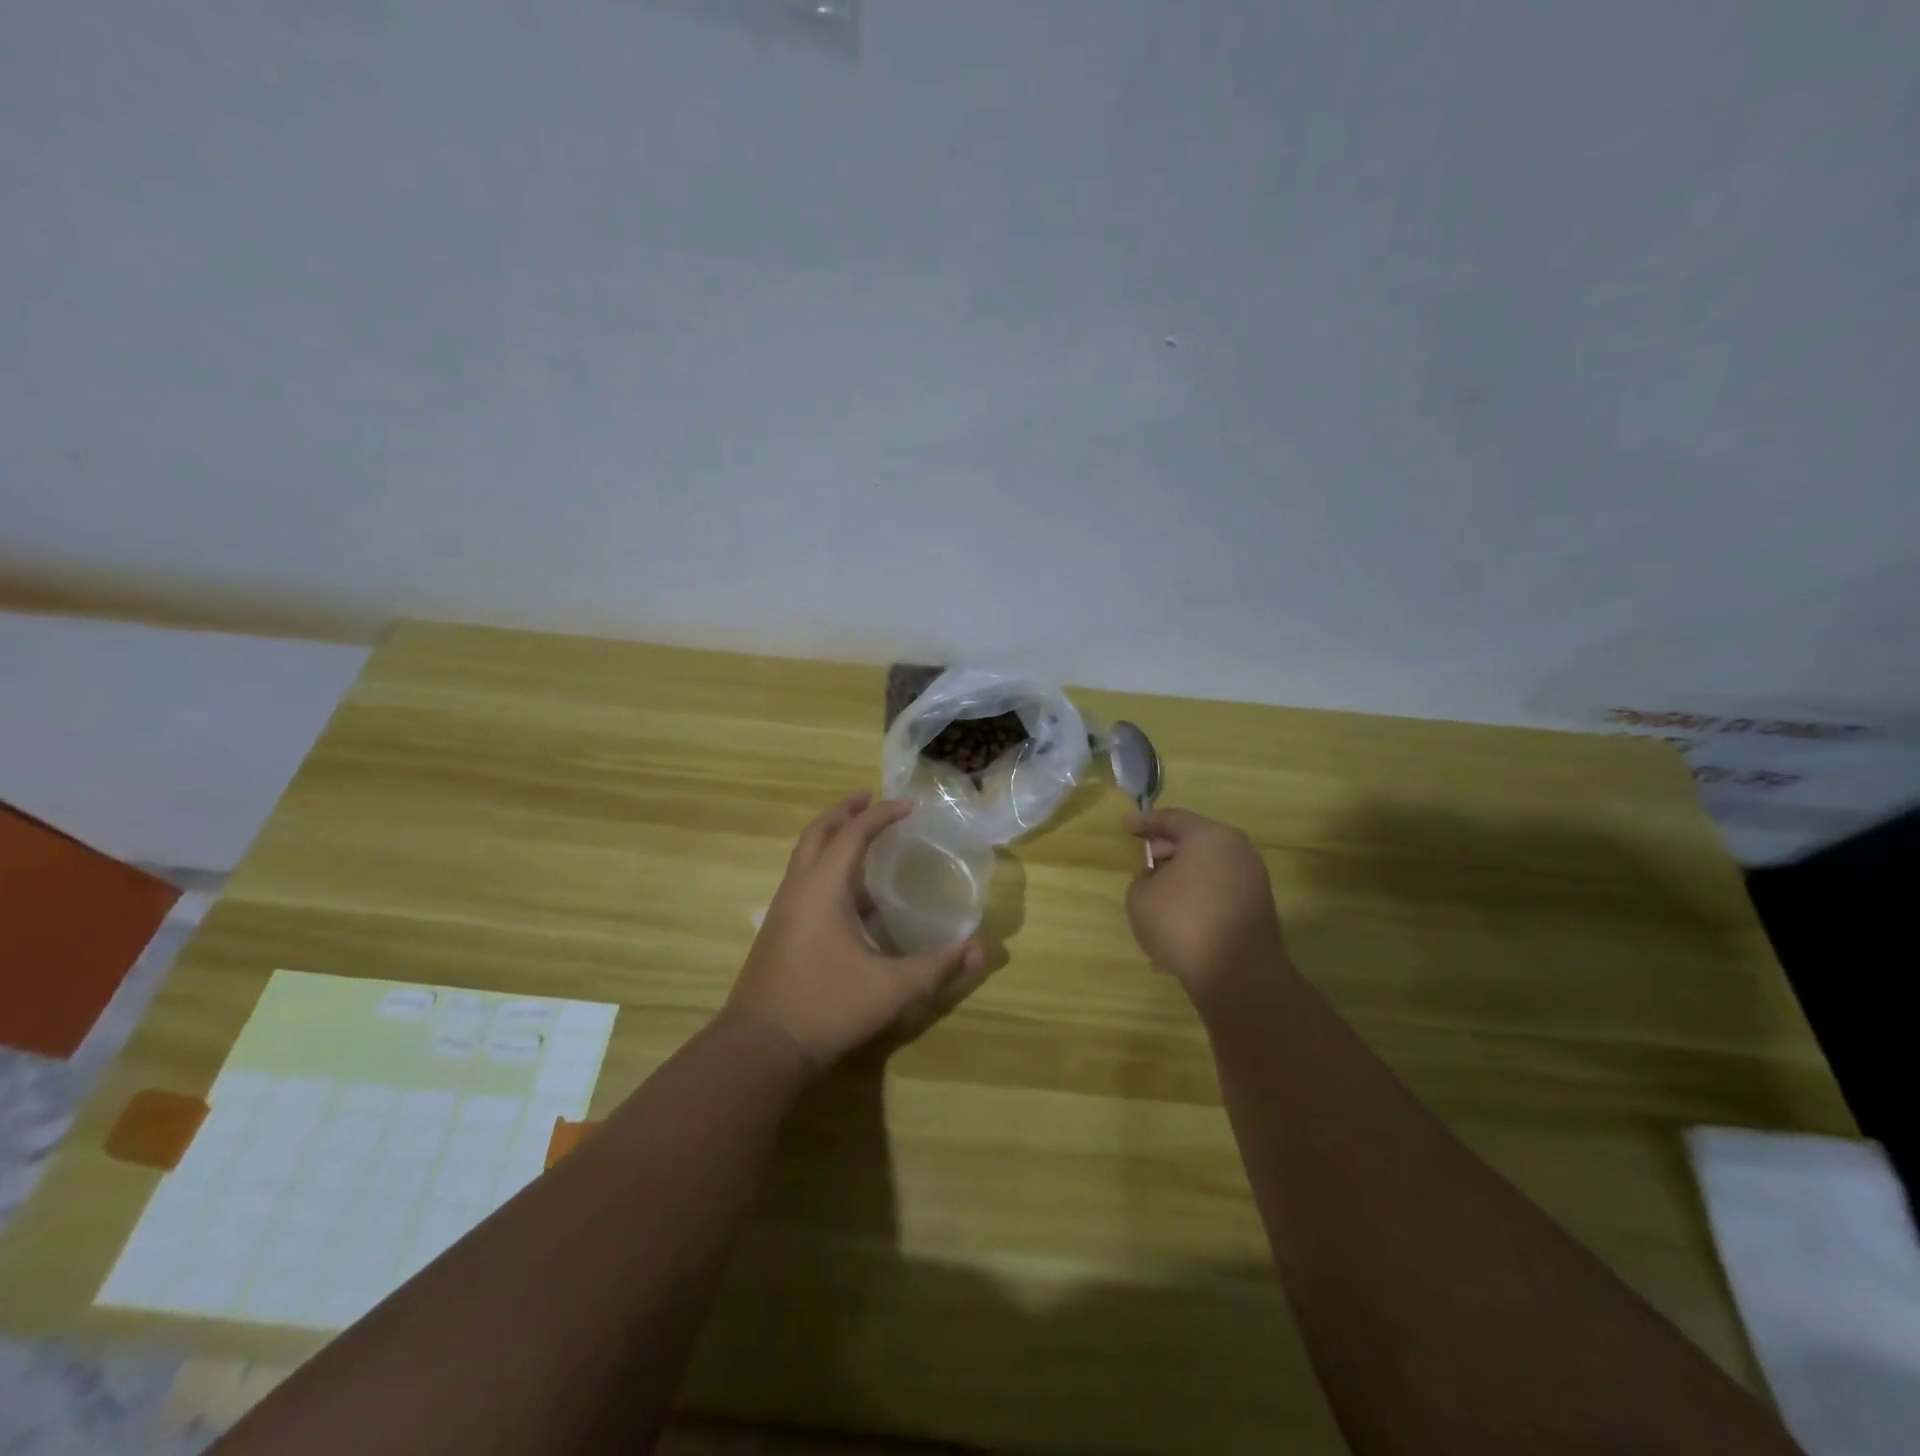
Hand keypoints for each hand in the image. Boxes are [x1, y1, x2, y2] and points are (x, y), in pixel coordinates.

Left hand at [728, 791, 984, 1070]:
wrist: (760, 1048)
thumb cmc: (827, 1008)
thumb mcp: (892, 989)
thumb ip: (937, 967)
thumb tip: (979, 950)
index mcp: (823, 888)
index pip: (853, 834)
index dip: (882, 815)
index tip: (908, 806)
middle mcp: (798, 889)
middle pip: (817, 833)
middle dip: (844, 812)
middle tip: (870, 798)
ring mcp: (782, 910)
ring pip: (804, 857)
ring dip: (831, 838)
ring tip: (861, 839)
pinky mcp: (778, 932)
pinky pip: (802, 881)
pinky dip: (825, 868)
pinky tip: (850, 897)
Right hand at [1124, 808, 1290, 998]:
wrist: (1237, 974)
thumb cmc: (1182, 922)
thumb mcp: (1140, 896)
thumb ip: (1143, 878)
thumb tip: (1157, 878)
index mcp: (1209, 836)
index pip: (1173, 819)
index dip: (1146, 821)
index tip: (1127, 825)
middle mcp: (1237, 850)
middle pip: (1196, 840)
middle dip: (1168, 847)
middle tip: (1146, 856)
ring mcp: (1253, 879)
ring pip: (1209, 867)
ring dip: (1184, 875)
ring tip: (1158, 891)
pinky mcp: (1258, 908)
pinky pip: (1220, 891)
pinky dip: (1198, 895)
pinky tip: (1178, 916)